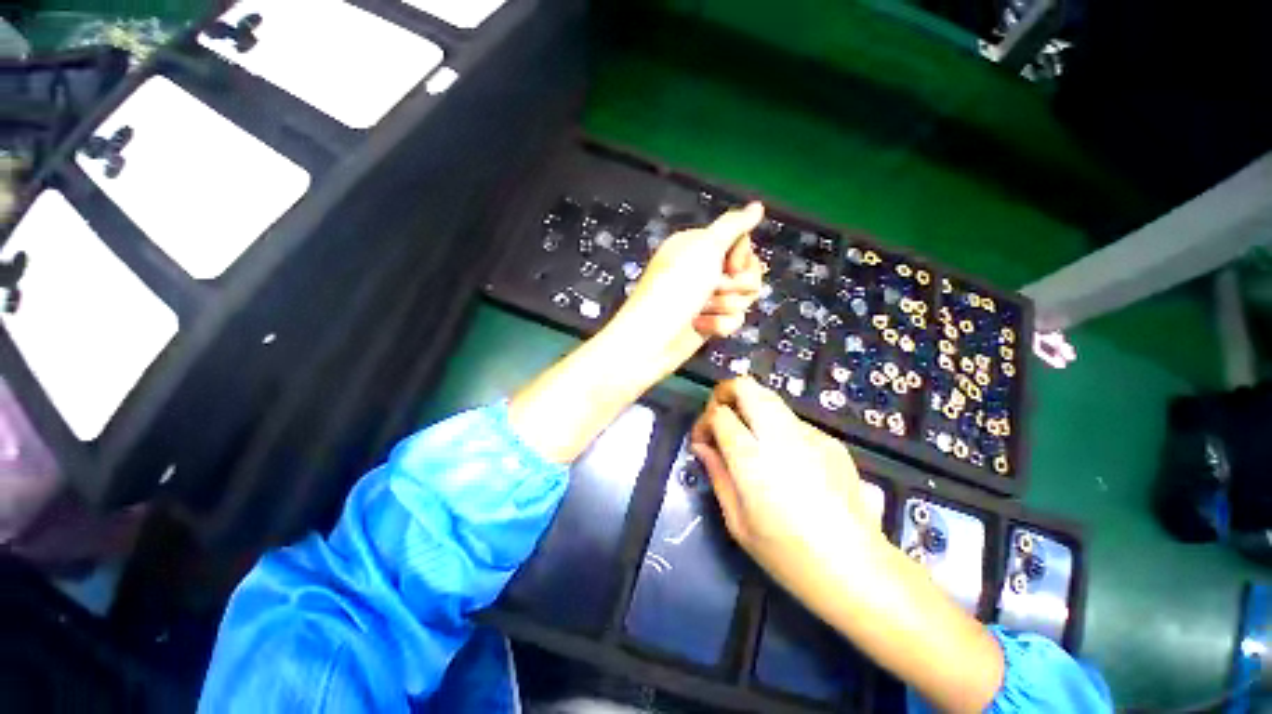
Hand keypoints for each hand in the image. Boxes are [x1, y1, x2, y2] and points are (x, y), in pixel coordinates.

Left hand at [608, 203, 765, 367]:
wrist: (653, 338)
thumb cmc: (675, 287)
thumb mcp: (704, 247)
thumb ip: (733, 225)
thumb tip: (757, 206)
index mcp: (700, 246)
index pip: (742, 243)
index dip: (742, 256)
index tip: (731, 265)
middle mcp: (705, 269)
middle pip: (749, 272)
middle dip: (736, 284)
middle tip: (713, 288)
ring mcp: (708, 298)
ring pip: (744, 298)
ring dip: (725, 305)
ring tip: (701, 309)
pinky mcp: (710, 322)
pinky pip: (734, 320)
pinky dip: (719, 324)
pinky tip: (700, 326)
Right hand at [689, 376, 884, 598]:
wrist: (856, 569)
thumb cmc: (787, 554)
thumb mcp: (738, 522)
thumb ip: (717, 475)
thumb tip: (702, 446)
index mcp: (751, 458)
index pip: (719, 414)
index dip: (704, 420)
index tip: (703, 441)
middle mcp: (779, 435)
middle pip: (746, 387)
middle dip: (725, 394)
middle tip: (720, 419)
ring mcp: (809, 434)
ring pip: (770, 397)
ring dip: (750, 407)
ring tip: (747, 436)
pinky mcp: (829, 440)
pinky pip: (792, 421)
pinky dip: (775, 427)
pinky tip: (783, 459)